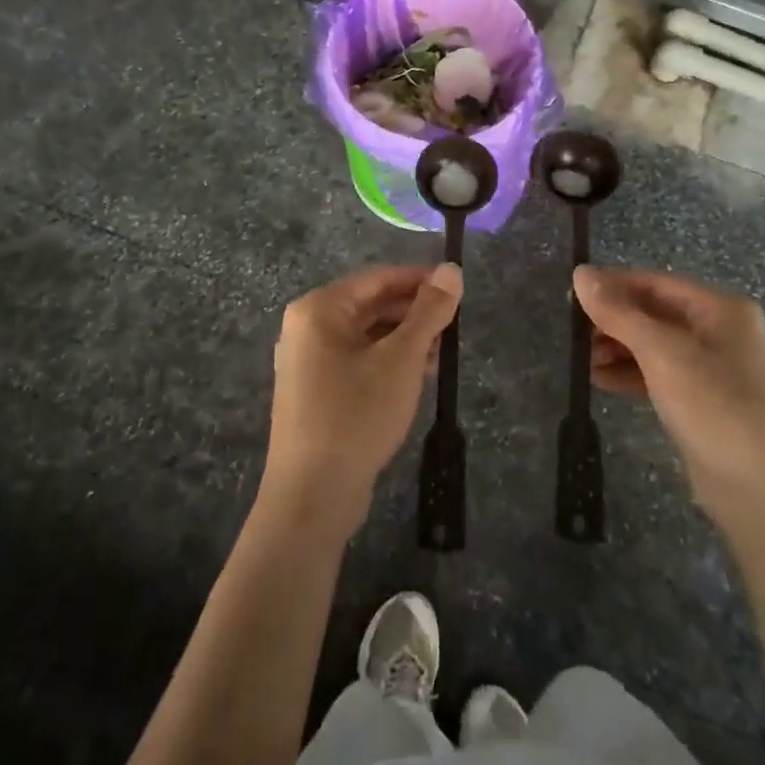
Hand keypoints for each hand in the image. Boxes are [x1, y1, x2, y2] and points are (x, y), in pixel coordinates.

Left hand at [261, 263, 463, 537]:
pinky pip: (356, 360)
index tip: (457, 288)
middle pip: (370, 305)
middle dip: (413, 313)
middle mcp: (307, 327)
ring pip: (366, 335)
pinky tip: (417, 376)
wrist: (312, 496)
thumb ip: (429, 311)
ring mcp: (307, 361)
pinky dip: (386, 361)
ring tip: (441, 353)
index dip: (420, 280)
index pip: (378, 278)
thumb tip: (452, 269)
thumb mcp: (402, 359)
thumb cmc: (356, 414)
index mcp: (319, 308)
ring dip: (404, 339)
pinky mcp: (314, 391)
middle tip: (453, 325)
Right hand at [574, 266, 764, 534]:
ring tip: (581, 360)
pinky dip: (631, 373)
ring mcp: (714, 368)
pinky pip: (660, 374)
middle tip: (572, 333)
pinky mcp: (704, 400)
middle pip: (655, 312)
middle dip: (613, 320)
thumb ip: (619, 312)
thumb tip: (580, 273)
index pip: (655, 282)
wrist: (762, 494)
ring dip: (618, 348)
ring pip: (655, 344)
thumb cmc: (715, 407)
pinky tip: (600, 380)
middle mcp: (720, 330)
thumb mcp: (662, 353)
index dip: (612, 285)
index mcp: (720, 308)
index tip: (570, 294)